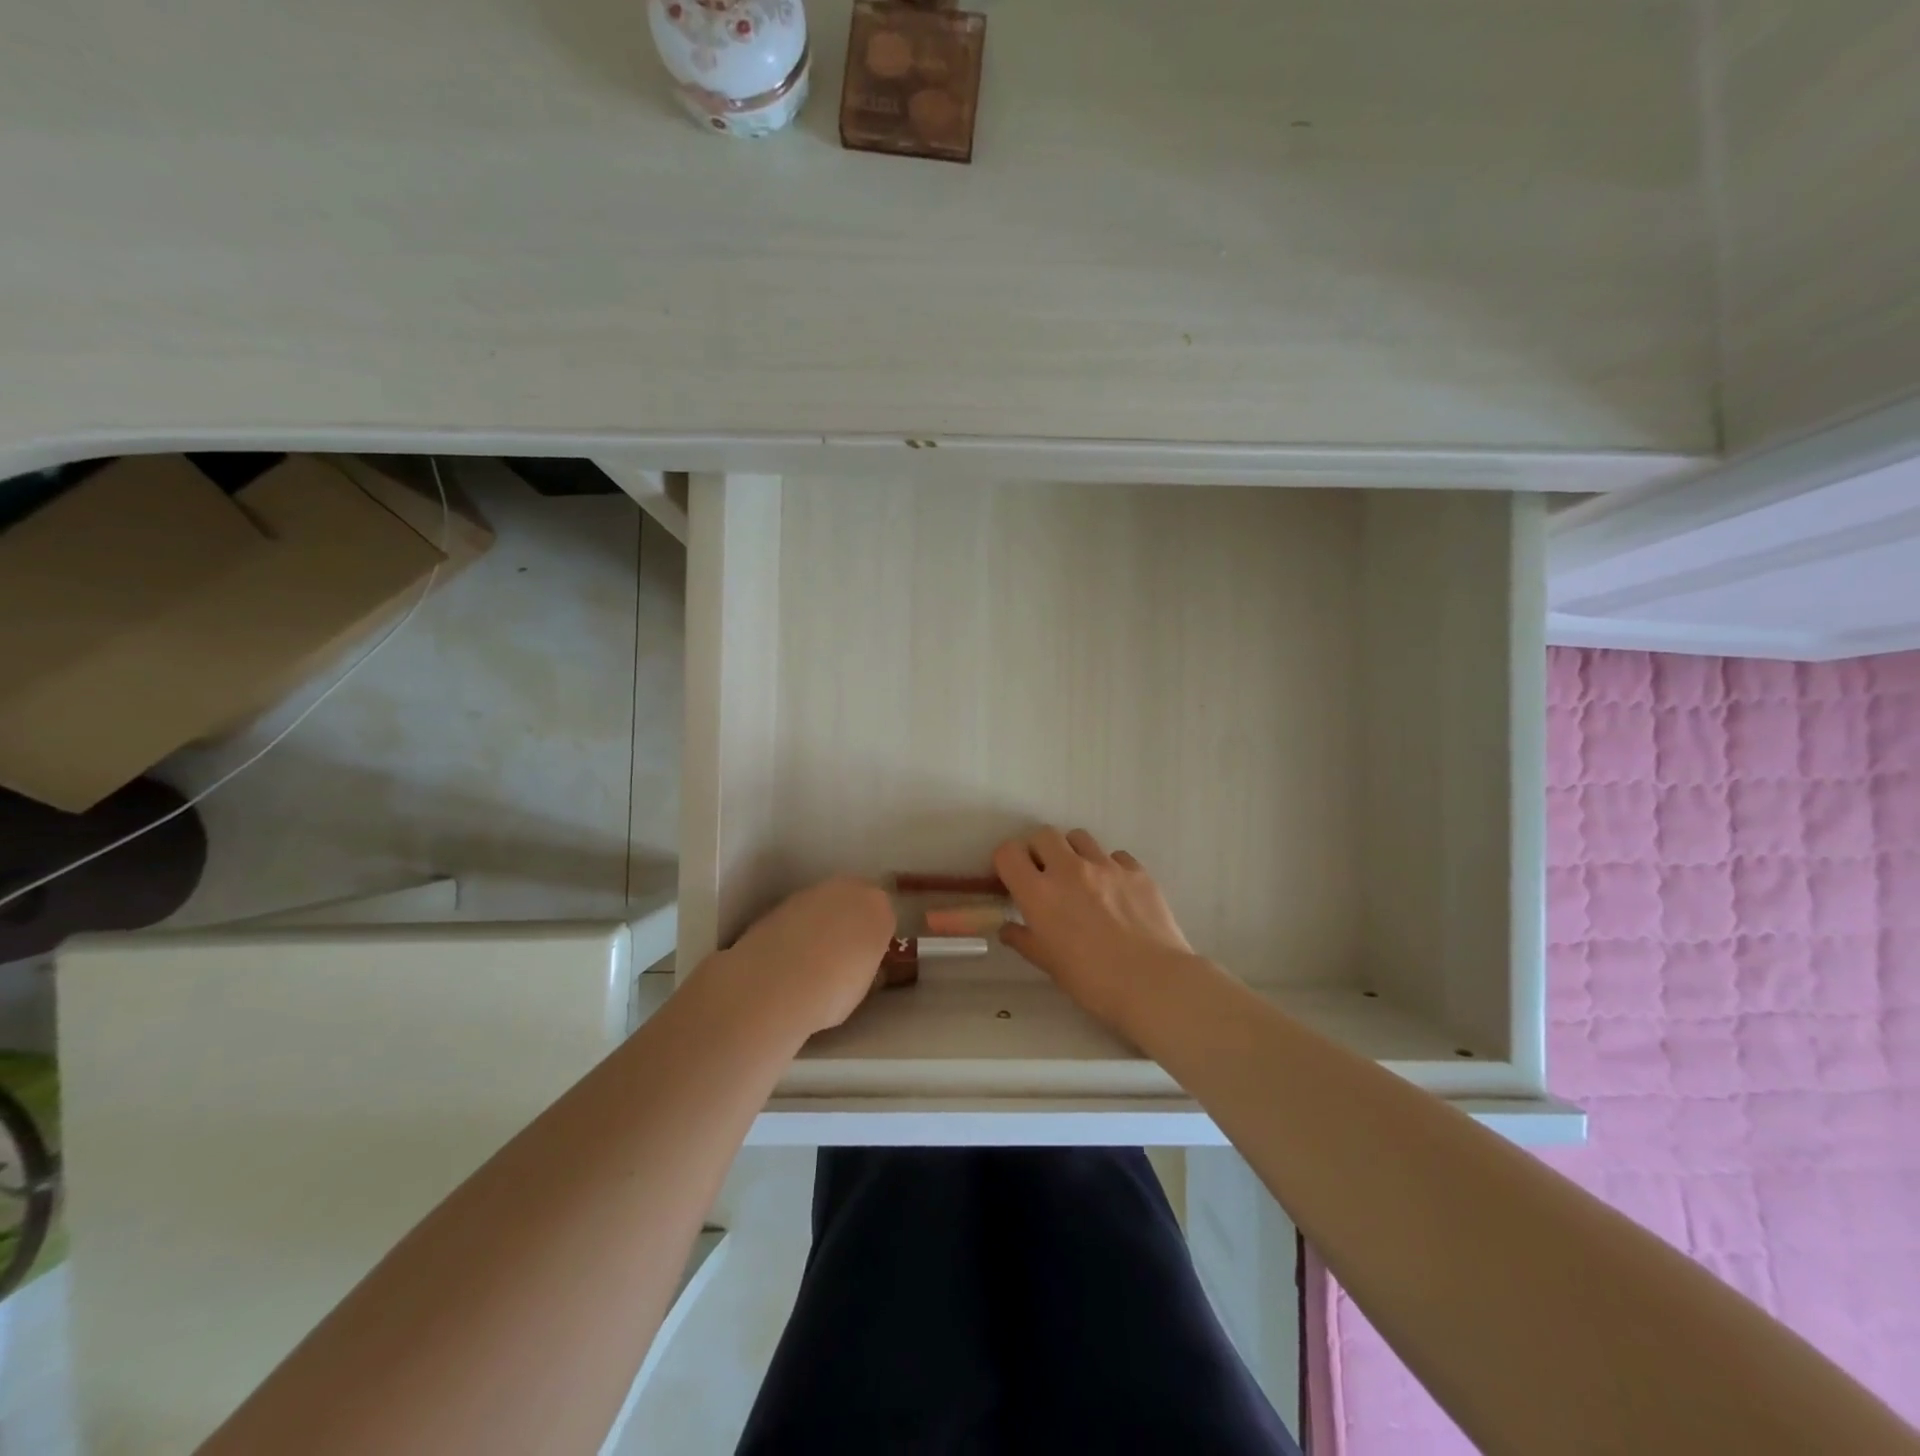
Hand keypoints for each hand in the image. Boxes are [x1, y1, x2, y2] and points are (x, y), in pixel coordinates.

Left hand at [716, 876, 897, 1036]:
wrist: (774, 986)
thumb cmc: (833, 991)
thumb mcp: (864, 985)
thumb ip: (866, 963)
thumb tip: (860, 962)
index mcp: (879, 908)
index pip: (886, 916)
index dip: (877, 938)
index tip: (868, 958)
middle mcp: (847, 889)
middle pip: (855, 900)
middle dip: (851, 921)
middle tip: (843, 954)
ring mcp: (810, 893)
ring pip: (824, 905)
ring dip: (822, 923)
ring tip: (811, 960)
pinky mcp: (779, 904)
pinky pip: (798, 916)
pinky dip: (796, 930)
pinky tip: (787, 959)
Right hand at [994, 827, 1194, 1033]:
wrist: (1153, 982)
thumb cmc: (1092, 980)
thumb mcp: (1048, 964)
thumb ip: (1024, 940)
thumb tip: (1008, 928)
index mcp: (1039, 893)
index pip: (1008, 852)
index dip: (1006, 862)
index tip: (1012, 879)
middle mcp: (1069, 869)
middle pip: (1043, 835)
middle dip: (1038, 850)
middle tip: (1044, 875)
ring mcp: (1105, 866)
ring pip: (1079, 837)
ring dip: (1072, 852)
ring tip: (1081, 879)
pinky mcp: (1137, 871)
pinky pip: (1115, 856)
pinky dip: (1109, 867)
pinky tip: (1115, 891)